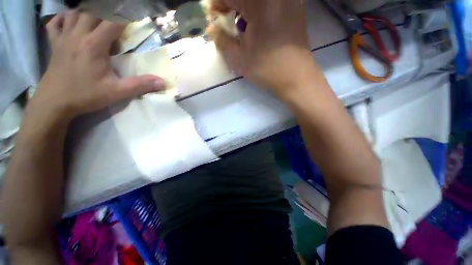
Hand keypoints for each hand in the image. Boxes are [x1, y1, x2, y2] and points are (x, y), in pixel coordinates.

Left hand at [32, 11, 164, 119]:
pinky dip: (62, 18)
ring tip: (97, 20)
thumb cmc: (85, 95)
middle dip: (106, 14)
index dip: (124, 19)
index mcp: (94, 45)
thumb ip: (140, 85)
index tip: (133, 21)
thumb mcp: (117, 92)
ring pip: (74, 14)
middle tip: (116, 23)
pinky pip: (54, 23)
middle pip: (92, 12)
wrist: (54, 103)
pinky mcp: (54, 45)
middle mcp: (78, 35)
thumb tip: (162, 82)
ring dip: (86, 13)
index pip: (112, 22)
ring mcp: (63, 38)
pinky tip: (70, 21)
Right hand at [208, 0, 317, 96]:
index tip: (215, 18)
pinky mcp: (296, 6)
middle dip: (231, 5)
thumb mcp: (239, 59)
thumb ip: (222, 40)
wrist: (295, 78)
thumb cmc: (266, 69)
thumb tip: (212, 28)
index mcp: (259, 3)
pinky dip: (259, 9)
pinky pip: (271, 2)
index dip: (217, 4)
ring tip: (242, 24)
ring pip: (257, 0)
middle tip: (226, 20)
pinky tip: (259, 23)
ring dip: (245, 8)